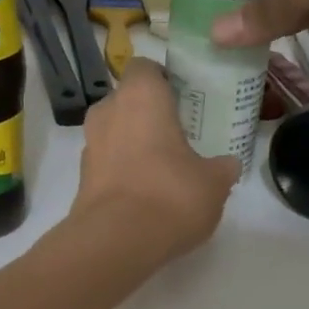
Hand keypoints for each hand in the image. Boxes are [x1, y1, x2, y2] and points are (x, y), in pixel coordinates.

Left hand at [69, 59, 238, 258]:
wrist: (116, 242)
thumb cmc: (170, 195)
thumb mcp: (214, 182)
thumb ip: (222, 167)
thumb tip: (226, 165)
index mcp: (140, 96)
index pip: (145, 67)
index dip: (163, 79)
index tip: (183, 98)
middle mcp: (107, 111)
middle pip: (127, 100)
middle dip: (148, 114)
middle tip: (178, 134)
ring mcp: (89, 145)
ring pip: (114, 132)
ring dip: (133, 143)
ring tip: (163, 167)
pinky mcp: (81, 178)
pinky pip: (107, 163)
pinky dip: (122, 171)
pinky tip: (145, 193)